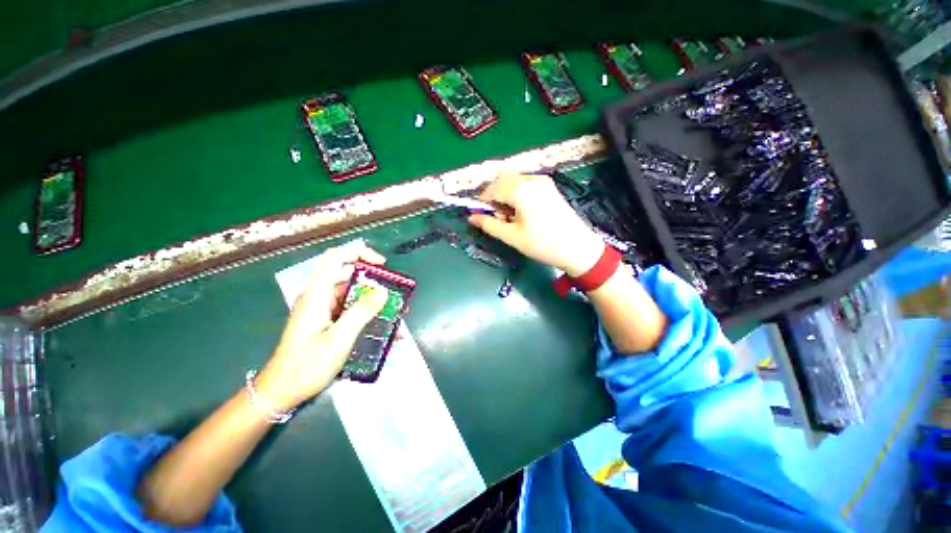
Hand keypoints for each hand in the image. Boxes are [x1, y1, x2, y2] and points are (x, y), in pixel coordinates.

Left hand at [255, 240, 388, 410]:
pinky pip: (352, 313)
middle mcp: (320, 298)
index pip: (335, 258)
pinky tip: (385, 333)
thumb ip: (361, 312)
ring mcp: (323, 311)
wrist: (281, 393)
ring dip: (376, 305)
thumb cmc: (306, 366)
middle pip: (350, 278)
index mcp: (317, 295)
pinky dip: (369, 318)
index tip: (382, 265)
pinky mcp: (327, 323)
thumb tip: (382, 291)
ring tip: (396, 317)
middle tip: (396, 298)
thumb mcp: (339, 339)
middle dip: (376, 285)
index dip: (359, 254)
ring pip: (354, 298)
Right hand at [469, 172, 604, 276]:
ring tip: (510, 217)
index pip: (493, 188)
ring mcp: (544, 182)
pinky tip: (522, 212)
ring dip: (506, 194)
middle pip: (503, 179)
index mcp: (521, 190)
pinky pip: (526, 184)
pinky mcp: (550, 188)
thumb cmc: (543, 244)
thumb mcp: (512, 236)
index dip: (483, 201)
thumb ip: (489, 224)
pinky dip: (517, 194)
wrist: (577, 248)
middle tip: (496, 216)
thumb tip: (471, 217)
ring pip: (515, 181)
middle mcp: (532, 180)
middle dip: (494, 195)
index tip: (479, 214)